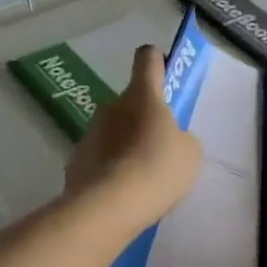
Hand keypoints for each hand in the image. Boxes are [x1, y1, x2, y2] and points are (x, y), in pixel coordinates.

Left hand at [65, 46, 201, 231]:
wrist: (108, 206)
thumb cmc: (157, 169)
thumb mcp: (189, 153)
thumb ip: (181, 138)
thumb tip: (169, 140)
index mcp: (143, 96)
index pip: (148, 59)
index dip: (157, 61)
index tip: (164, 72)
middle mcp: (112, 106)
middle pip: (132, 102)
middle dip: (145, 119)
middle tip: (161, 147)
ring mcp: (90, 132)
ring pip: (115, 131)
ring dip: (127, 145)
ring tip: (142, 178)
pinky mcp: (76, 159)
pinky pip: (100, 157)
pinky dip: (111, 169)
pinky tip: (122, 193)